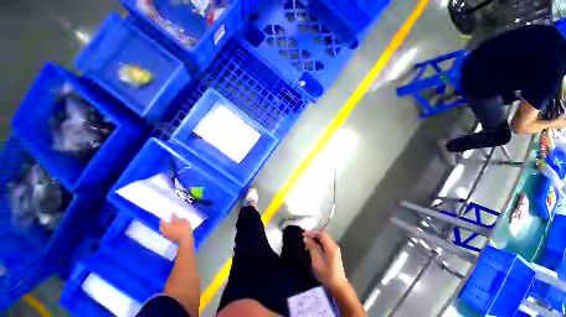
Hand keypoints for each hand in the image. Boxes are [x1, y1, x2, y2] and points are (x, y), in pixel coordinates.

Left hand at [160, 214, 193, 245]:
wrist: (186, 239)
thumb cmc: (183, 228)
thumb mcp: (181, 220)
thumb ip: (175, 217)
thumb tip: (170, 213)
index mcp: (164, 226)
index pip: (162, 219)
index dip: (166, 215)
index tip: (169, 212)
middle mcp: (163, 230)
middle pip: (163, 224)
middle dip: (167, 220)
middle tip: (172, 216)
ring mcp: (166, 235)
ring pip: (166, 228)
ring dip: (169, 224)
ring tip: (175, 221)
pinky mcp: (170, 237)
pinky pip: (168, 231)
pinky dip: (171, 228)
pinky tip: (176, 227)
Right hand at [304, 231, 347, 290]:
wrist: (338, 286)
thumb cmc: (327, 274)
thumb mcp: (317, 261)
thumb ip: (312, 248)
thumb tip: (306, 238)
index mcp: (331, 246)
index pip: (321, 233)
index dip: (312, 232)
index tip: (304, 235)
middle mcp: (334, 245)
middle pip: (323, 235)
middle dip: (313, 236)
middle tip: (304, 240)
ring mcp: (334, 249)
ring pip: (323, 239)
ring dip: (315, 240)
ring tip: (307, 245)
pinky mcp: (334, 253)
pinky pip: (325, 244)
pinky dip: (318, 244)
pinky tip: (313, 249)